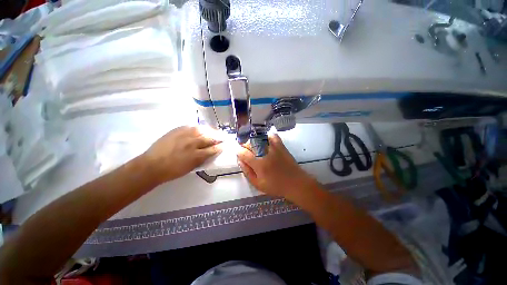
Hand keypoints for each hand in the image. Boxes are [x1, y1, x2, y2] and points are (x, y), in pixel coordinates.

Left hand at [142, 126, 221, 183]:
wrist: (151, 165)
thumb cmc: (172, 170)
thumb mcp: (191, 167)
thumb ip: (202, 159)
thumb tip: (210, 152)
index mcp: (196, 155)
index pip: (213, 149)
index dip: (220, 147)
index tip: (225, 145)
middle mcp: (192, 143)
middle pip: (209, 138)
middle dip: (218, 137)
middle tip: (223, 137)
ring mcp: (184, 135)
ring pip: (202, 130)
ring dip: (210, 131)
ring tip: (215, 131)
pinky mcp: (177, 130)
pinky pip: (191, 126)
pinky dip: (199, 128)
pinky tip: (202, 128)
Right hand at [237, 134, 317, 199]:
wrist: (295, 183)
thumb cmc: (276, 186)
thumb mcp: (258, 184)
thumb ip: (247, 172)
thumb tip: (240, 161)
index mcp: (259, 164)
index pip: (244, 153)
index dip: (238, 152)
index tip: (238, 152)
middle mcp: (265, 154)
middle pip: (250, 143)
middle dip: (244, 144)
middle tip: (244, 149)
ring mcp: (274, 148)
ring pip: (259, 138)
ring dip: (253, 140)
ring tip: (252, 144)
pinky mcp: (281, 146)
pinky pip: (273, 136)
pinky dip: (267, 136)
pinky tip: (264, 140)